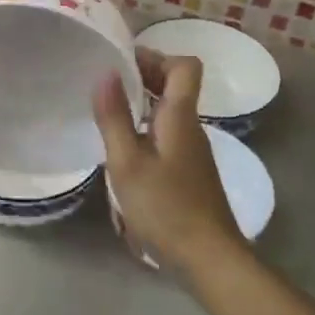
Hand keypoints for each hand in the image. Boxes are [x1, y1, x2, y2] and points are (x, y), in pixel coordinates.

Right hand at [94, 49, 246, 276]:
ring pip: (171, 110)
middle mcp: (192, 126)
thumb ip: (114, 117)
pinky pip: (169, 132)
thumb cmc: (165, 208)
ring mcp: (193, 150)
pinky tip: (125, 148)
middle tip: (108, 85)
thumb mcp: (128, 163)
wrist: (209, 258)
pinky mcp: (190, 171)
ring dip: (143, 102)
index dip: (156, 56)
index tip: (123, 63)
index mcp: (180, 116)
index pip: (185, 66)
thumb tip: (106, 72)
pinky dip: (147, 127)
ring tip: (109, 112)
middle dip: (144, 76)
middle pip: (177, 84)